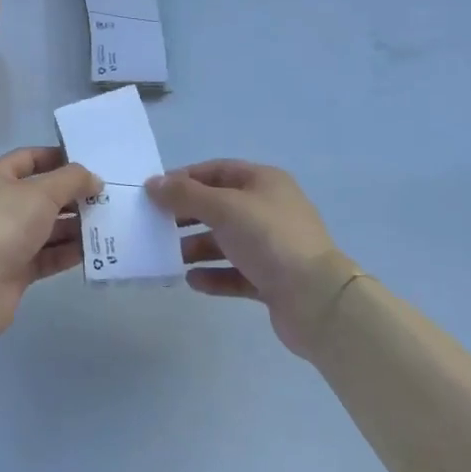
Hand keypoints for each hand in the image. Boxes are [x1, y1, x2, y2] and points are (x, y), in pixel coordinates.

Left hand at [0, 147, 101, 339]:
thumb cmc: (4, 224)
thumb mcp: (41, 192)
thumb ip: (72, 180)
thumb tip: (93, 179)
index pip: (29, 158)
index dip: (59, 159)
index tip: (89, 166)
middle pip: (40, 194)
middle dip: (72, 196)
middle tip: (105, 199)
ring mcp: (4, 238)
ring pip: (45, 227)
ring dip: (73, 226)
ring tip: (106, 225)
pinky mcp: (14, 268)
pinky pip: (45, 255)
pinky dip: (66, 252)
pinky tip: (92, 251)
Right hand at [145, 161, 361, 357]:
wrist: (318, 300)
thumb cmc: (269, 239)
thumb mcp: (223, 208)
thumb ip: (185, 195)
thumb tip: (152, 183)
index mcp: (264, 182)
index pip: (217, 171)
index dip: (185, 178)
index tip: (155, 193)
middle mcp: (269, 209)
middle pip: (219, 206)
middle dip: (187, 215)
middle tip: (157, 225)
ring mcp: (272, 246)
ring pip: (226, 241)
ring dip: (197, 247)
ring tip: (169, 257)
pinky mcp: (272, 280)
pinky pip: (235, 273)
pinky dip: (214, 275)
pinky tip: (193, 281)